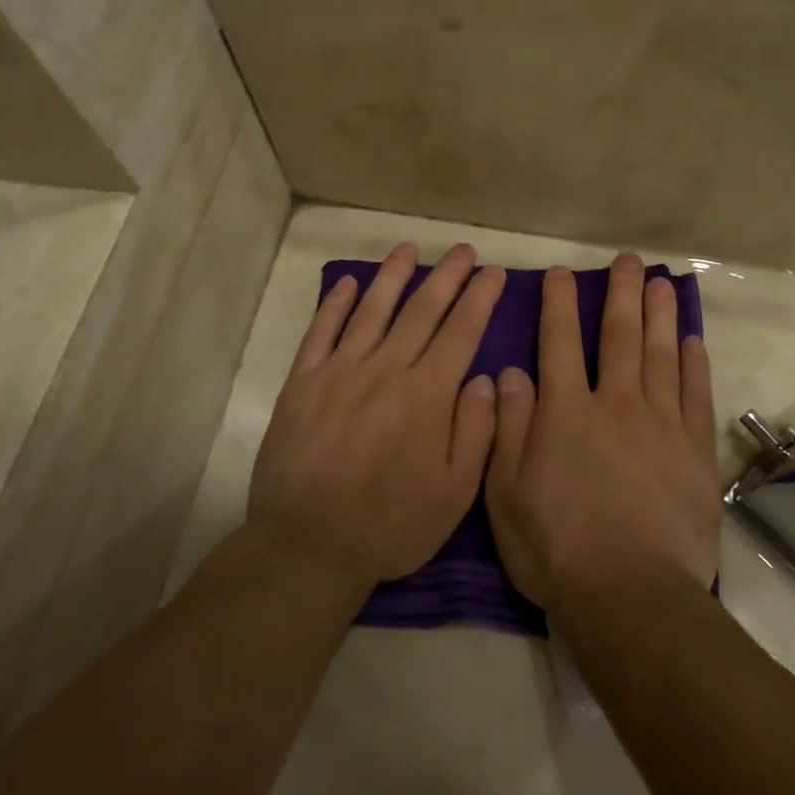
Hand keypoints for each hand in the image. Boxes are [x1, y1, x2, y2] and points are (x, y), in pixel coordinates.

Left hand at [248, 242, 505, 588]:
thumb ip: (476, 432)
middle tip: (463, 250)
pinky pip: (320, 332)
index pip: (461, 332)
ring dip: (393, 276)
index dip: (480, 298)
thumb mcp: (454, 493)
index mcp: (427, 394)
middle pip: (422, 311)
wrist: (308, 545)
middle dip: (446, 276)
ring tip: (409, 248)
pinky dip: (334, 304)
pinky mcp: (302, 383)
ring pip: (372, 310)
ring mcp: (339, 372)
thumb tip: (484, 379)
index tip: (493, 273)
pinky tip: (347, 283)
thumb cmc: (391, 524)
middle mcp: (386, 370)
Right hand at [485, 254, 718, 609]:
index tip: (563, 274)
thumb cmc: (557, 547)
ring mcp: (661, 424)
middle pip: (619, 336)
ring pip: (661, 355)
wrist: (632, 595)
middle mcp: (615, 404)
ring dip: (660, 315)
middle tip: (629, 261)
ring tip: (662, 284)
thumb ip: (509, 426)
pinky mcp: (695, 451)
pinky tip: (693, 342)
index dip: (560, 304)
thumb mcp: (507, 492)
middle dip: (622, 294)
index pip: (558, 342)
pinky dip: (694, 365)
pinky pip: (695, 395)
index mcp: (566, 412)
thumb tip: (510, 372)